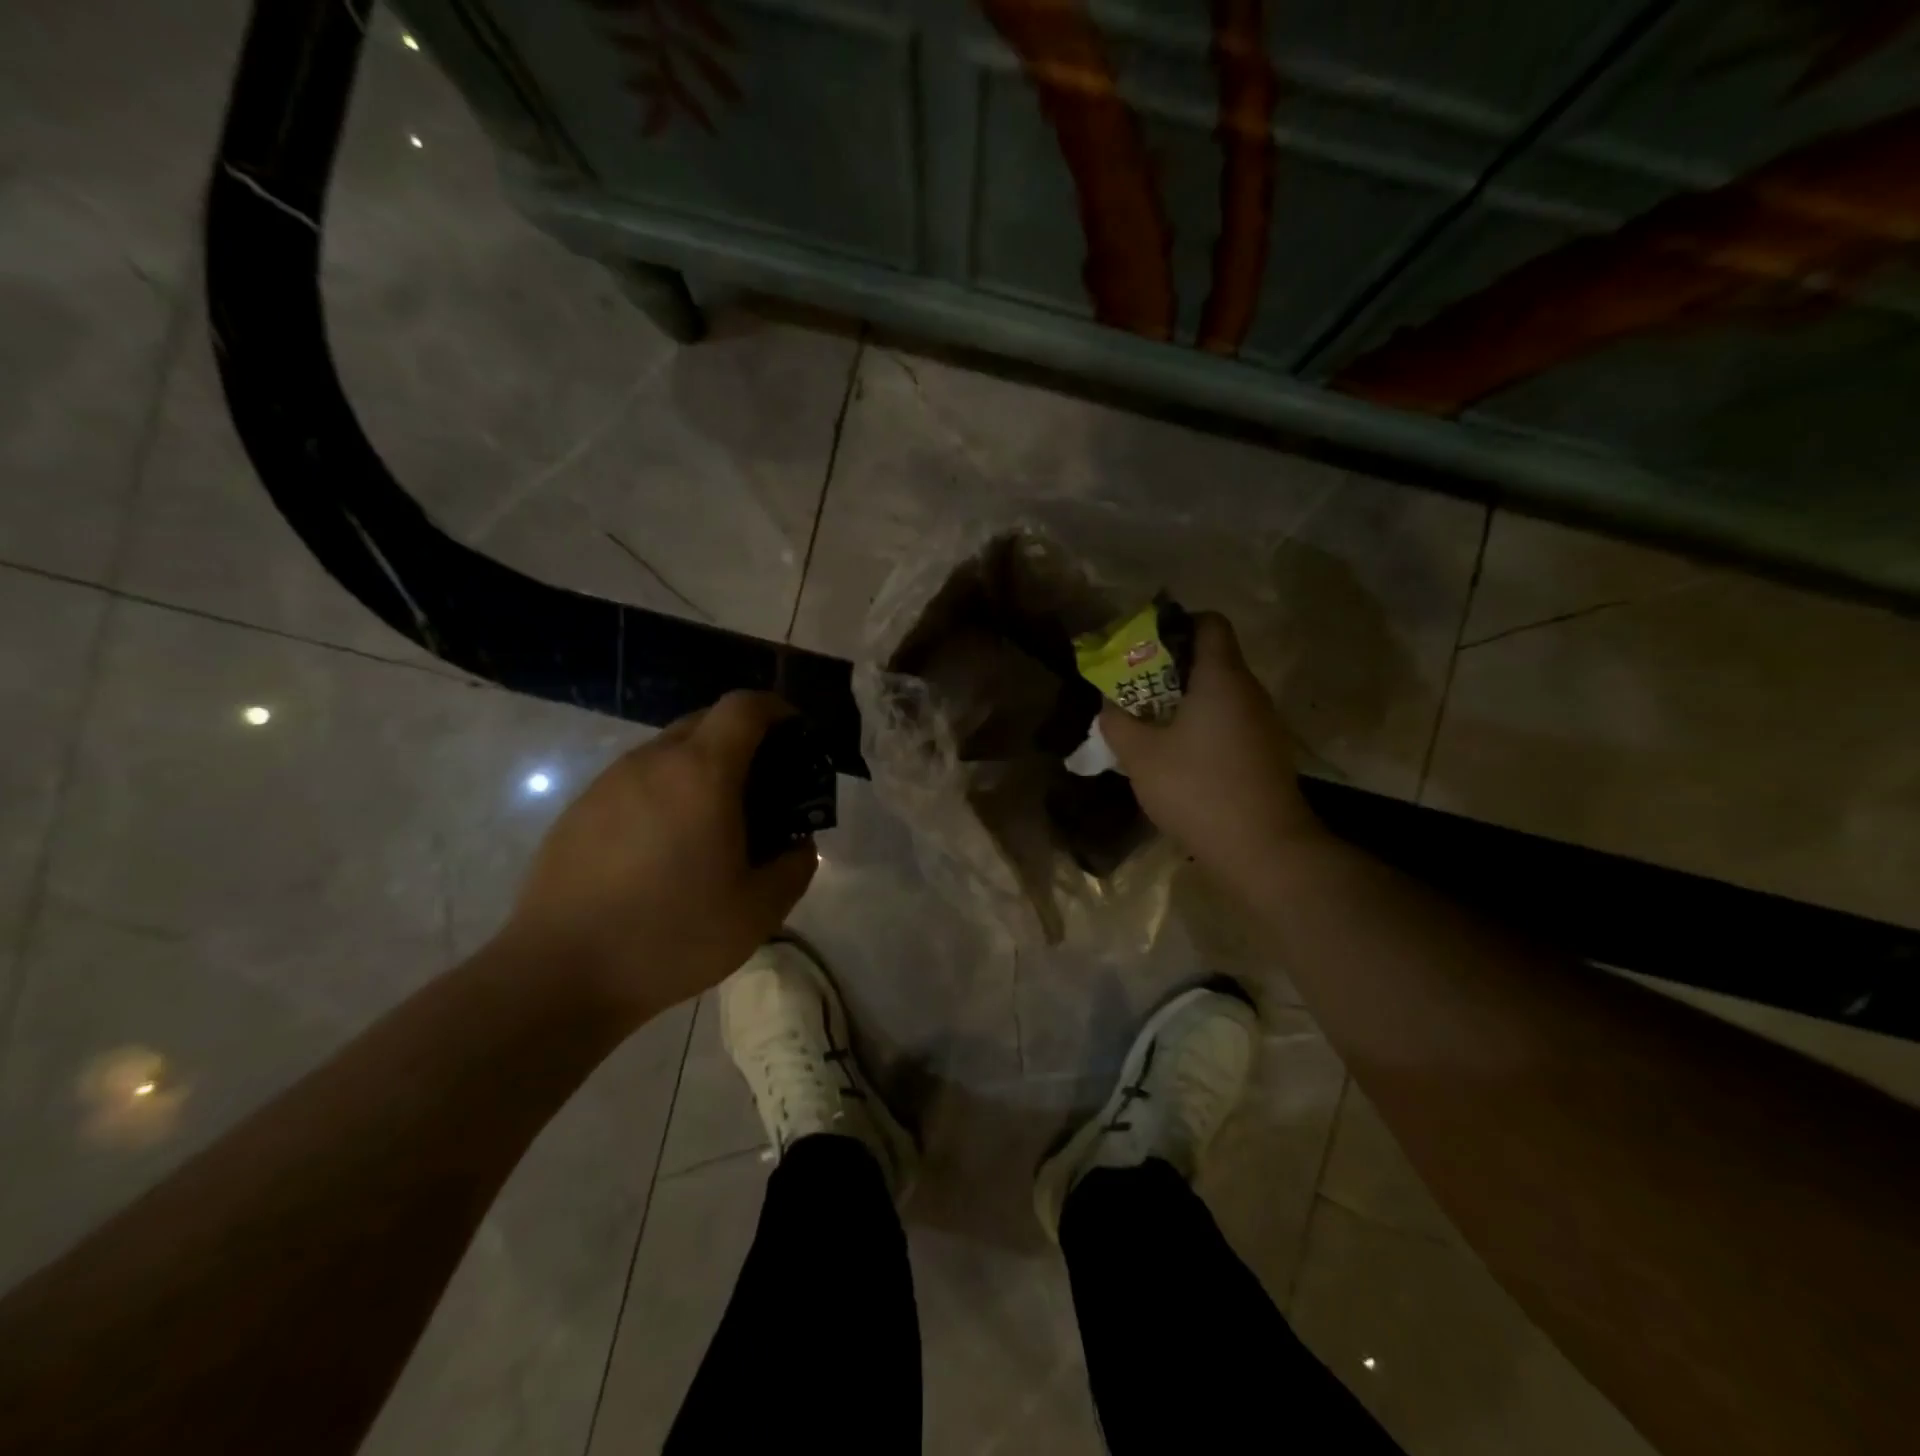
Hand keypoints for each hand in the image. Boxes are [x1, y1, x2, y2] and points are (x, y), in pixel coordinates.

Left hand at [504, 692, 817, 1020]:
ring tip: (713, 825)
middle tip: (763, 790)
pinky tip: (664, 849)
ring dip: (701, 769)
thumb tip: (797, 844)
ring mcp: (608, 783)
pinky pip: (636, 782)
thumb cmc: (672, 936)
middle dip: (743, 741)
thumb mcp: (759, 910)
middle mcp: (651, 762)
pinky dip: (665, 794)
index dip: (777, 710)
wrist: (559, 974)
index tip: (797, 738)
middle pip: (705, 721)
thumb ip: (795, 865)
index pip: (744, 706)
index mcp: (702, 773)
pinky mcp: (578, 810)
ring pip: (668, 752)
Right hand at [1100, 613, 1324, 881]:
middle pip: (1211, 658)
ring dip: (1183, 701)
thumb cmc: (1198, 789)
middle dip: (1168, 669)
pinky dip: (1201, 726)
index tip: (1143, 648)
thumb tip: (1109, 705)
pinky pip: (1228, 721)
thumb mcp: (1140, 755)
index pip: (1208, 622)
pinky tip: (1177, 756)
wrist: (1263, 849)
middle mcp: (1249, 691)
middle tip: (1133, 689)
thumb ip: (1117, 722)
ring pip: (1219, 694)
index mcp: (1221, 677)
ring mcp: (1262, 723)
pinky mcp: (1265, 752)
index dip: (1175, 625)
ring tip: (1148, 724)